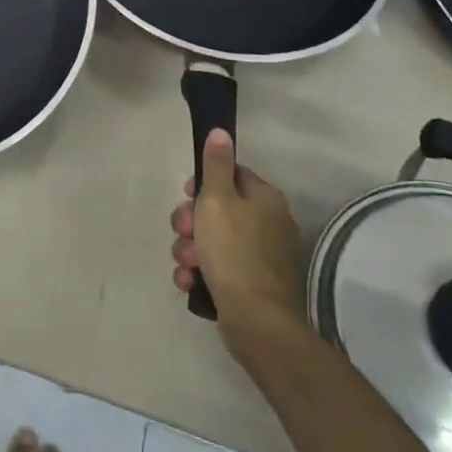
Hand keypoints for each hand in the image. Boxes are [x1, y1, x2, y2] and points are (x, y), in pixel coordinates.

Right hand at [171, 129, 308, 356]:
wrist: (256, 321)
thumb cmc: (233, 251)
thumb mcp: (217, 199)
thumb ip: (216, 164)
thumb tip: (221, 131)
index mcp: (265, 199)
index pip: (231, 174)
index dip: (202, 184)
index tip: (186, 195)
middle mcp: (268, 224)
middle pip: (218, 209)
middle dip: (191, 222)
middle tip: (183, 232)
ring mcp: (262, 257)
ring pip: (212, 241)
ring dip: (190, 249)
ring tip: (186, 264)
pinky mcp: (252, 285)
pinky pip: (218, 268)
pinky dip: (201, 272)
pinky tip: (190, 281)